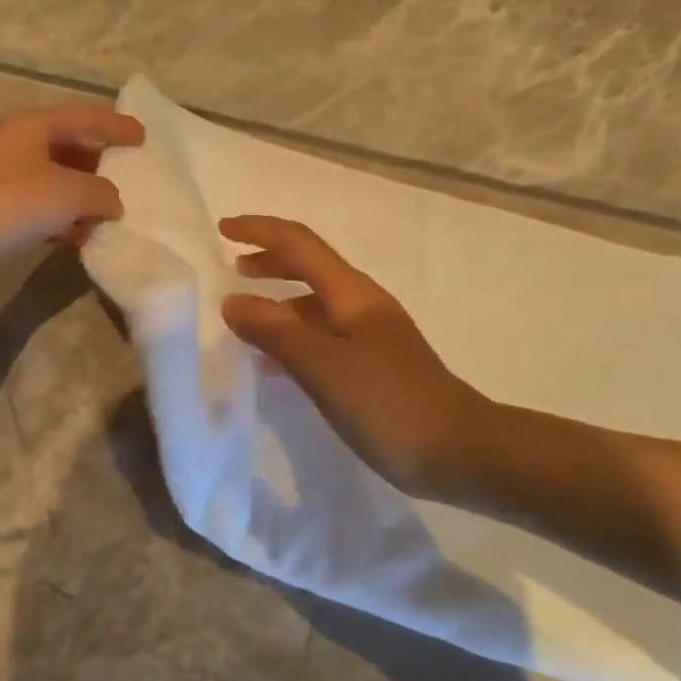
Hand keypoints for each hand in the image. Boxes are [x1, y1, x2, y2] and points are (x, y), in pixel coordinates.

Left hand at [0, 105, 144, 271]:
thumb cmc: (17, 201)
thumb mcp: (72, 192)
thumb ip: (103, 192)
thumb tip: (112, 202)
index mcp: (35, 125)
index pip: (86, 118)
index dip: (116, 126)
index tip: (142, 136)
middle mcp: (20, 143)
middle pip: (72, 149)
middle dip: (101, 167)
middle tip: (127, 179)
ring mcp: (7, 175)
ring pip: (59, 180)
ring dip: (83, 199)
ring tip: (106, 217)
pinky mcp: (0, 205)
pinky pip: (44, 206)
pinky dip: (64, 218)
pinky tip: (78, 238)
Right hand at [219, 216, 487, 497]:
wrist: (458, 451)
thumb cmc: (388, 403)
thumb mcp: (323, 366)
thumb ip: (275, 331)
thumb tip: (233, 301)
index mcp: (351, 294)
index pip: (300, 244)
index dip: (260, 231)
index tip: (223, 229)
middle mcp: (362, 305)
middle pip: (309, 268)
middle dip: (270, 262)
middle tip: (232, 269)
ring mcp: (371, 336)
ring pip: (315, 306)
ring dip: (279, 304)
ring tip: (244, 320)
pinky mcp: (374, 366)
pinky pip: (323, 338)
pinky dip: (294, 339)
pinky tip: (275, 365)